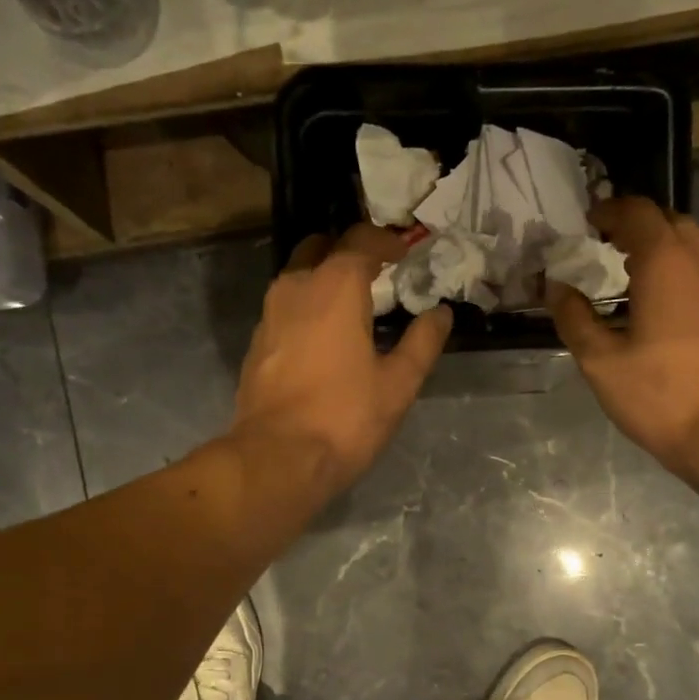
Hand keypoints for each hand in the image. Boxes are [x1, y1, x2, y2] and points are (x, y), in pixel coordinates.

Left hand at [231, 222, 451, 497]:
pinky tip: (325, 338)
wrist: (278, 459)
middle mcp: (296, 288)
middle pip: (320, 248)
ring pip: (298, 277)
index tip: (404, 250)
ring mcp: (269, 315)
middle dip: (348, 251)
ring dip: (324, 278)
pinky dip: (307, 307)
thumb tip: (440, 314)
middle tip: (376, 271)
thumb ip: (422, 342)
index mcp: (335, 287)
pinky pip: (285, 308)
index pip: (360, 241)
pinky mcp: (257, 344)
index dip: (385, 241)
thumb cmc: (345, 417)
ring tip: (353, 305)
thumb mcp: (398, 384)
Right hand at [549, 197, 698, 494]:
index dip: (609, 211)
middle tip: (605, 245)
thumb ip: (574, 319)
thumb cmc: (660, 395)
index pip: (637, 212)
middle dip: (636, 225)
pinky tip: (658, 304)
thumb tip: (556, 288)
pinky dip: (678, 271)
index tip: (587, 222)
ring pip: (692, 246)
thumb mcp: (601, 362)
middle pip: (669, 221)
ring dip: (660, 248)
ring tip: (628, 274)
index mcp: (666, 262)